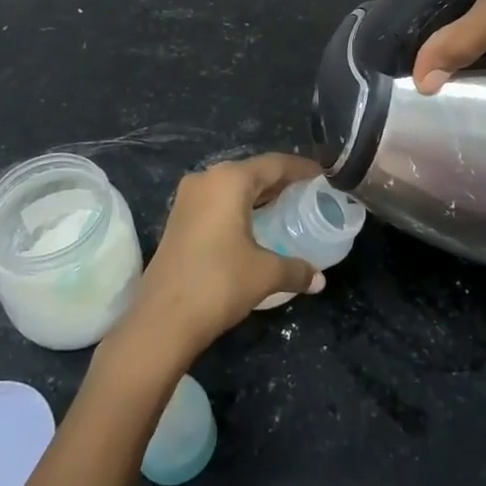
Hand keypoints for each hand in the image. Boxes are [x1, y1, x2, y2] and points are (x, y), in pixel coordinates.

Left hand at [115, 154, 325, 368]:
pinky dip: (240, 207)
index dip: (302, 168)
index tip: (324, 175)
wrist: (161, 321)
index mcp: (230, 180)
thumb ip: (296, 269)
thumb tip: (319, 279)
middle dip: (281, 181)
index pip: (275, 164)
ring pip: (233, 187)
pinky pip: (218, 202)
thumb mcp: (265, 274)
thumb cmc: (218, 284)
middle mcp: (207, 179)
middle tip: (309, 193)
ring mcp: (188, 199)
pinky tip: (256, 225)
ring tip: (287, 207)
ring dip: (259, 195)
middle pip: (253, 172)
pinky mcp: (179, 219)